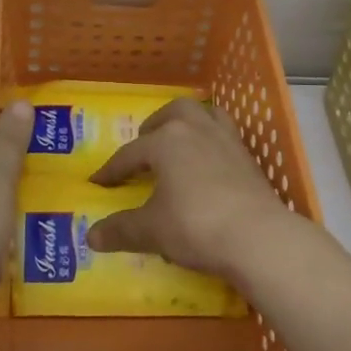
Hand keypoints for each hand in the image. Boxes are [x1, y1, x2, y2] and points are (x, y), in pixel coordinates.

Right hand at [86, 98, 300, 284]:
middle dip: (154, 126)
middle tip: (144, 146)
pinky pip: (226, 133)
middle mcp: (196, 130)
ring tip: (179, 140)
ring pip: (204, 114)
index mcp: (166, 141)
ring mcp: (226, 140)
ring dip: (187, 122)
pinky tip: (209, 161)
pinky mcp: (248, 157)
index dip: (112, 170)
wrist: (258, 237)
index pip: (130, 153)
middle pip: (172, 113)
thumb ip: (121, 230)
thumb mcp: (151, 231)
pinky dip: (212, 138)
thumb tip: (91, 237)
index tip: (99, 182)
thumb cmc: (195, 226)